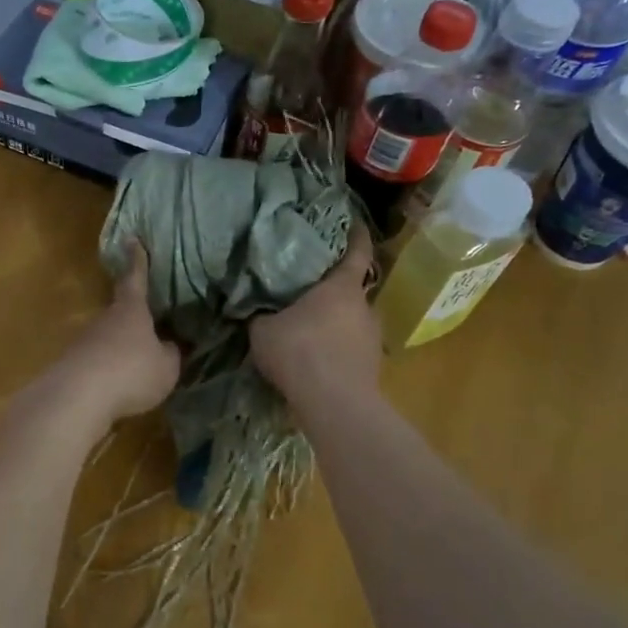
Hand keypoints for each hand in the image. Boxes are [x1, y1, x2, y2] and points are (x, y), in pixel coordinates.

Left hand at [46, 244, 180, 429]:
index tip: (131, 239)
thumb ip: (170, 353)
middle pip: (121, 310)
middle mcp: (105, 318)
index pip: (135, 278)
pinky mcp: (73, 362)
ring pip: (109, 336)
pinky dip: (109, 368)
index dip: (137, 260)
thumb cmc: (131, 372)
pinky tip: (118, 385)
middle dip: (134, 317)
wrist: (78, 396)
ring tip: (138, 364)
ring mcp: (86, 339)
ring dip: (121, 346)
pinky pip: (98, 360)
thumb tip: (169, 345)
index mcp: (131, 309)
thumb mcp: (166, 367)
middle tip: (150, 324)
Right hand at [250, 223, 379, 408]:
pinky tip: (317, 358)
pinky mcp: (373, 366)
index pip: (357, 253)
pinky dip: (337, 347)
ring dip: (336, 322)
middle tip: (311, 290)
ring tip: (311, 328)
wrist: (335, 404)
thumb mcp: (263, 330)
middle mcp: (365, 307)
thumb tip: (255, 308)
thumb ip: (261, 315)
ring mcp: (373, 337)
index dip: (357, 236)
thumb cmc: (299, 352)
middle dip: (334, 289)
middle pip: (353, 289)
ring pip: (353, 320)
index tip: (356, 224)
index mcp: (341, 288)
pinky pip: (352, 347)